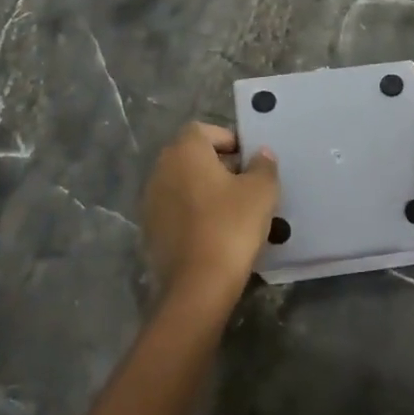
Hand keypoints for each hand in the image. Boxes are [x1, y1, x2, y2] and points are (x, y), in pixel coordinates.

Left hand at [141, 123, 279, 304]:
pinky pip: (175, 208)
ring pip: (182, 182)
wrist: (198, 284)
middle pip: (190, 155)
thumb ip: (263, 165)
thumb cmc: (232, 226)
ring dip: (203, 188)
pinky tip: (214, 231)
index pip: (204, 130)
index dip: (228, 139)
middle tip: (244, 183)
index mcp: (185, 151)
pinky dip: (192, 212)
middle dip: (217, 164)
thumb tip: (260, 154)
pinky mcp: (150, 229)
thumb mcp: (261, 191)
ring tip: (232, 209)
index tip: (248, 160)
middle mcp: (162, 169)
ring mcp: (151, 200)